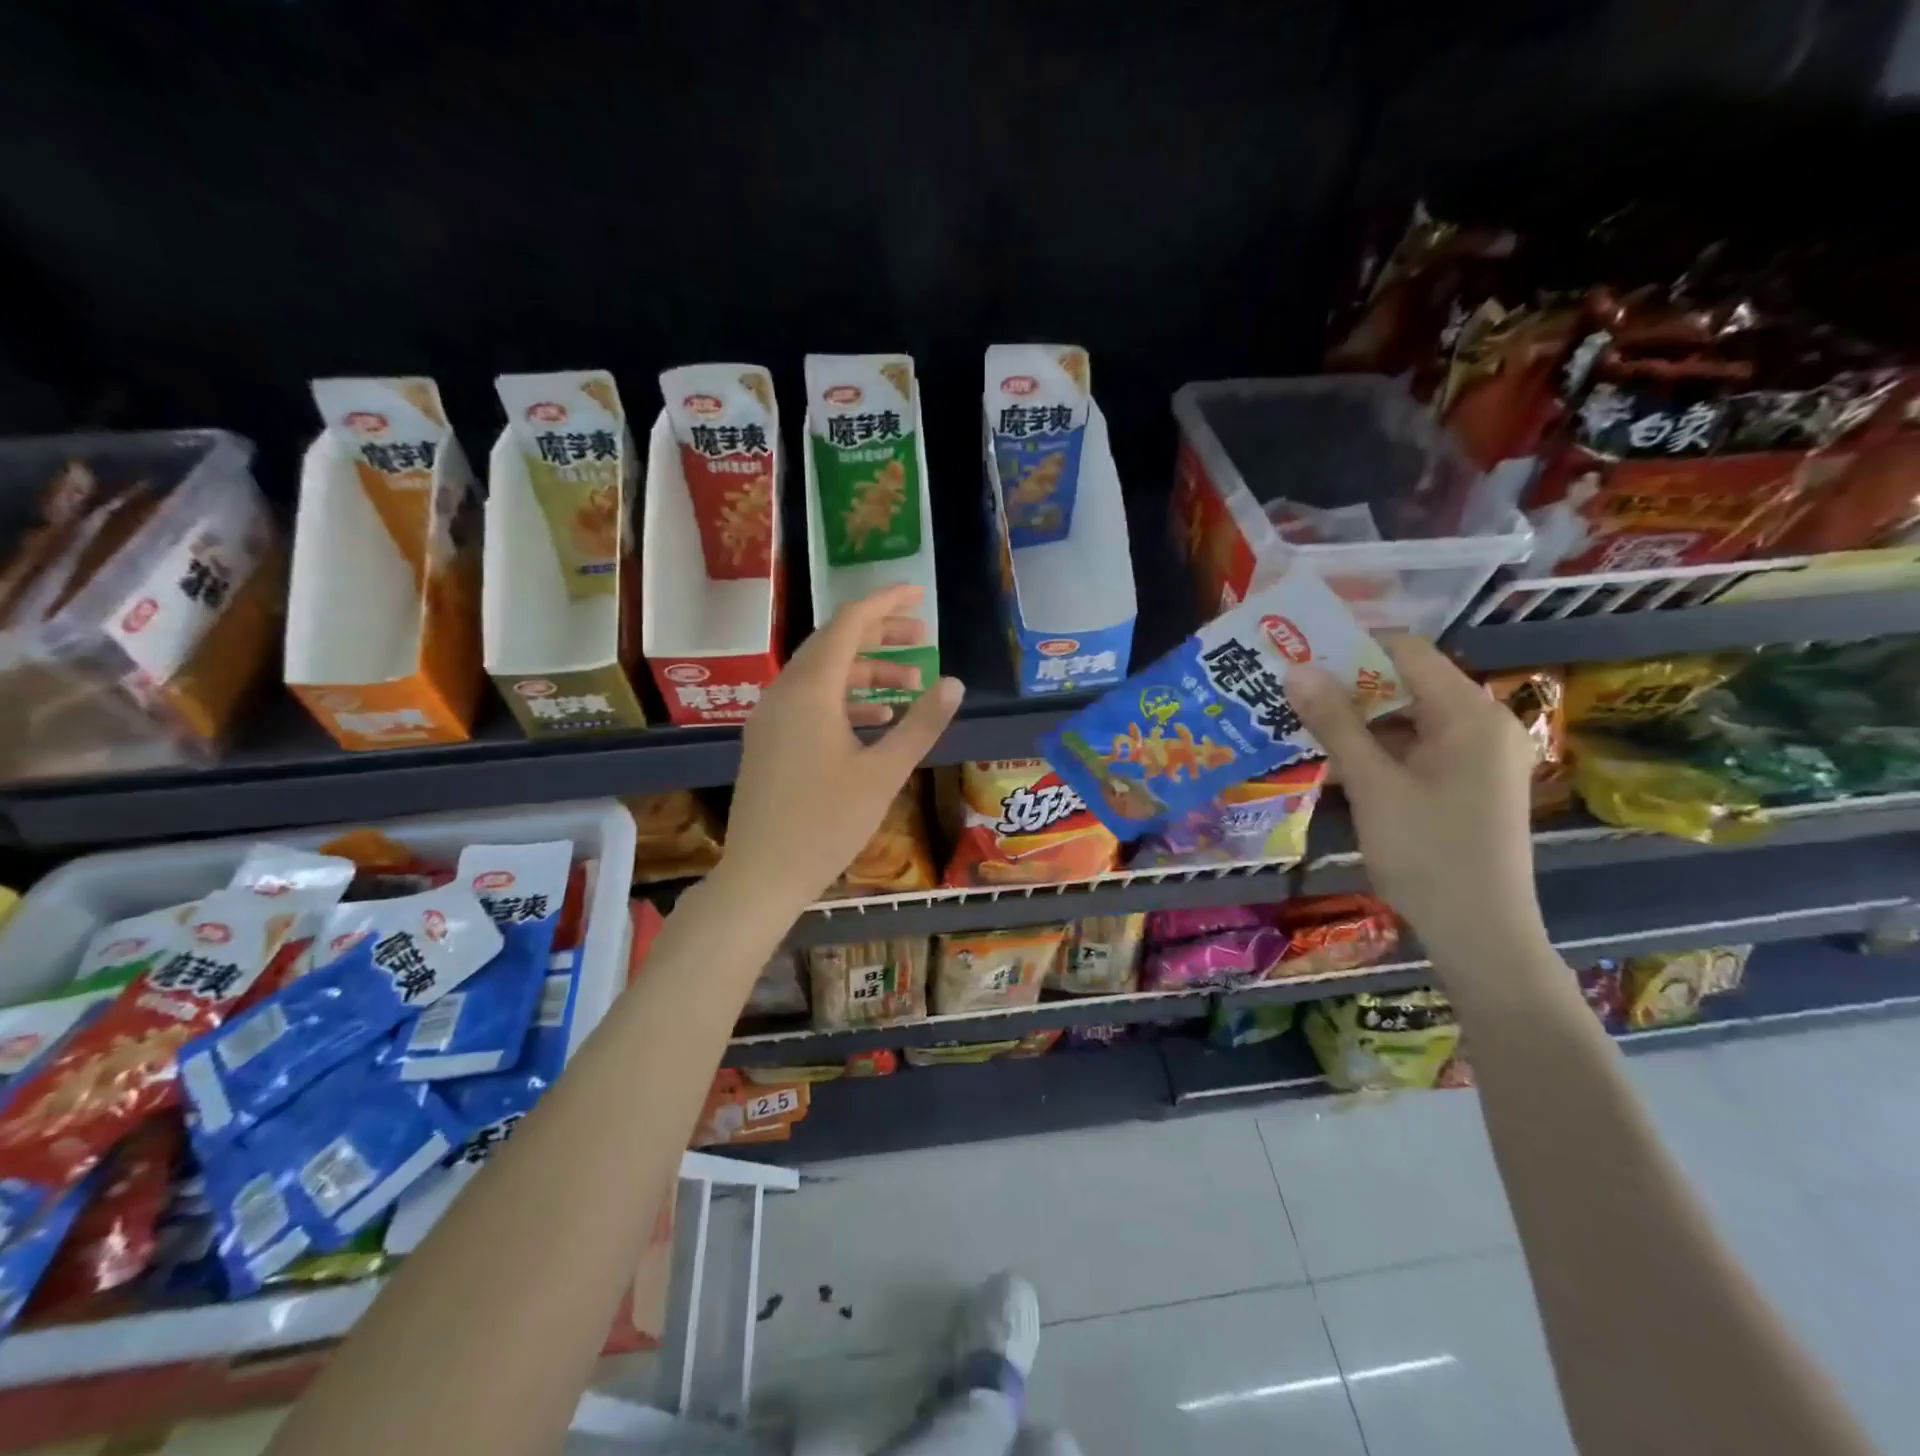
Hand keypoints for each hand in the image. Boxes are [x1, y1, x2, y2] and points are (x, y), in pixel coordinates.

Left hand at [722, 584, 963, 911]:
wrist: (762, 875)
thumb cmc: (826, 824)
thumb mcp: (883, 773)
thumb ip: (921, 724)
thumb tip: (954, 683)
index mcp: (810, 690)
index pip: (849, 624)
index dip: (886, 603)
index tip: (919, 594)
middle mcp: (785, 692)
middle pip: (835, 643)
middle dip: (880, 635)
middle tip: (923, 637)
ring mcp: (771, 717)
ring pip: (823, 674)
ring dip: (866, 671)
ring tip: (911, 681)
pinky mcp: (769, 740)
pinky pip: (810, 701)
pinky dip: (845, 699)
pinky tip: (877, 717)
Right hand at [1287, 635, 1547, 972]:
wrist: (1481, 933)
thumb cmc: (1427, 853)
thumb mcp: (1372, 784)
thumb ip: (1335, 723)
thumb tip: (1296, 669)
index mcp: (1470, 713)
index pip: (1407, 652)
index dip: (1351, 648)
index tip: (1299, 660)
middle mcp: (1484, 723)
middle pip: (1408, 683)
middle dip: (1348, 687)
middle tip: (1292, 694)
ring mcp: (1480, 755)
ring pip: (1409, 718)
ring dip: (1359, 721)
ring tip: (1304, 725)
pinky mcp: (1470, 782)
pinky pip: (1419, 747)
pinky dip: (1380, 749)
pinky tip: (1339, 761)